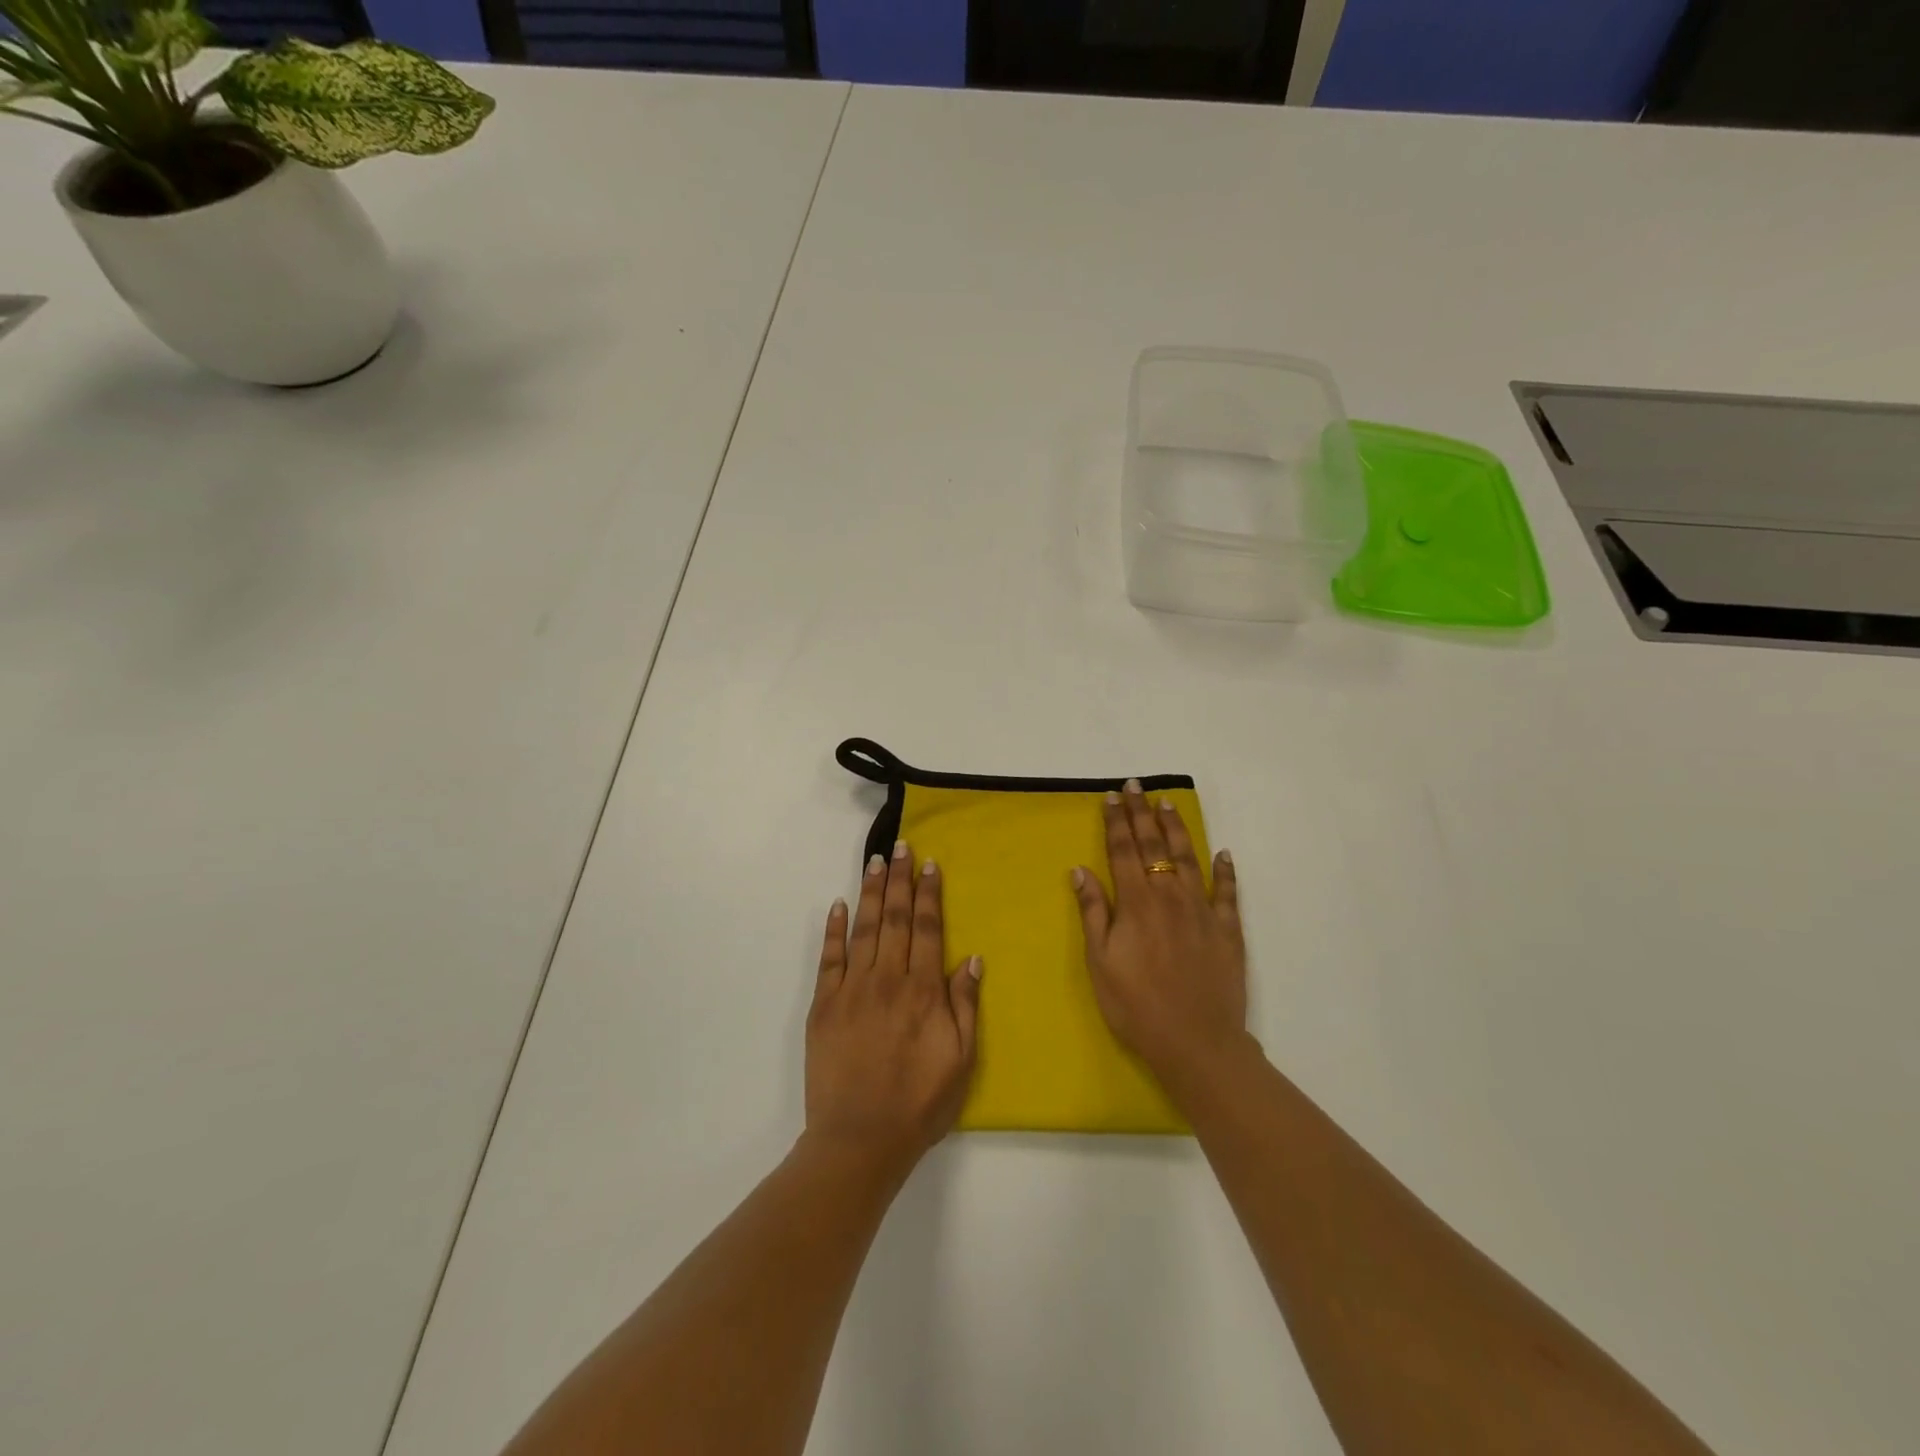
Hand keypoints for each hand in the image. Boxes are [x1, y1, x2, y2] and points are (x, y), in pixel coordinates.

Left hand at [806, 840, 981, 1178]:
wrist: (860, 1139)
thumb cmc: (919, 1103)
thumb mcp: (960, 1060)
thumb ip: (965, 1006)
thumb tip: (971, 959)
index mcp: (922, 990)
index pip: (927, 929)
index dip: (929, 894)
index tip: (930, 864)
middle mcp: (887, 979)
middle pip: (894, 918)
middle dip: (899, 880)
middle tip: (901, 847)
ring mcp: (851, 989)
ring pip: (863, 929)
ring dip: (869, 892)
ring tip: (875, 862)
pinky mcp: (823, 1005)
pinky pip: (828, 958)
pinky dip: (833, 930)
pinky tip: (836, 905)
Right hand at [1072, 781, 1247, 1094]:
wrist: (1196, 1042)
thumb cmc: (1136, 1005)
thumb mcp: (1100, 962)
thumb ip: (1093, 912)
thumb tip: (1080, 870)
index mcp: (1136, 903)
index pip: (1123, 851)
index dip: (1116, 822)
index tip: (1112, 796)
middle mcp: (1170, 896)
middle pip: (1154, 846)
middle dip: (1142, 814)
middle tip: (1136, 786)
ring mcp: (1203, 911)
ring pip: (1189, 858)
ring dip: (1177, 829)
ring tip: (1169, 804)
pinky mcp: (1228, 930)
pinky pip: (1228, 892)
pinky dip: (1226, 870)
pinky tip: (1223, 853)